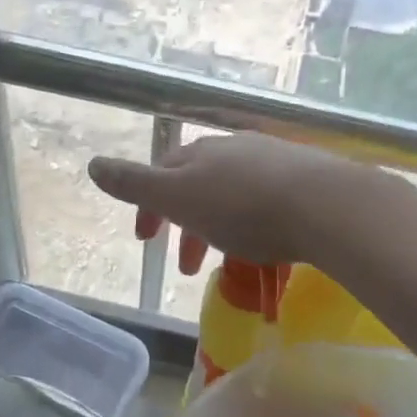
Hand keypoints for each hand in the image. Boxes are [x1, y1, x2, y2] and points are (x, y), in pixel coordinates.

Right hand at [88, 134, 362, 275]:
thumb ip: (136, 185)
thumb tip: (93, 165)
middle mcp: (234, 150)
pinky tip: (263, 246)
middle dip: (185, 225)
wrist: (323, 206)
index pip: (163, 173)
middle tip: (184, 267)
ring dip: (218, 229)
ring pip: (233, 195)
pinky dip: (252, 226)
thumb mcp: (179, 198)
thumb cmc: (243, 208)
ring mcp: (272, 162)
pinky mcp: (304, 181)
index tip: (146, 242)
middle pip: (198, 185)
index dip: (149, 207)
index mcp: (200, 154)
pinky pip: (265, 204)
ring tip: (223, 264)